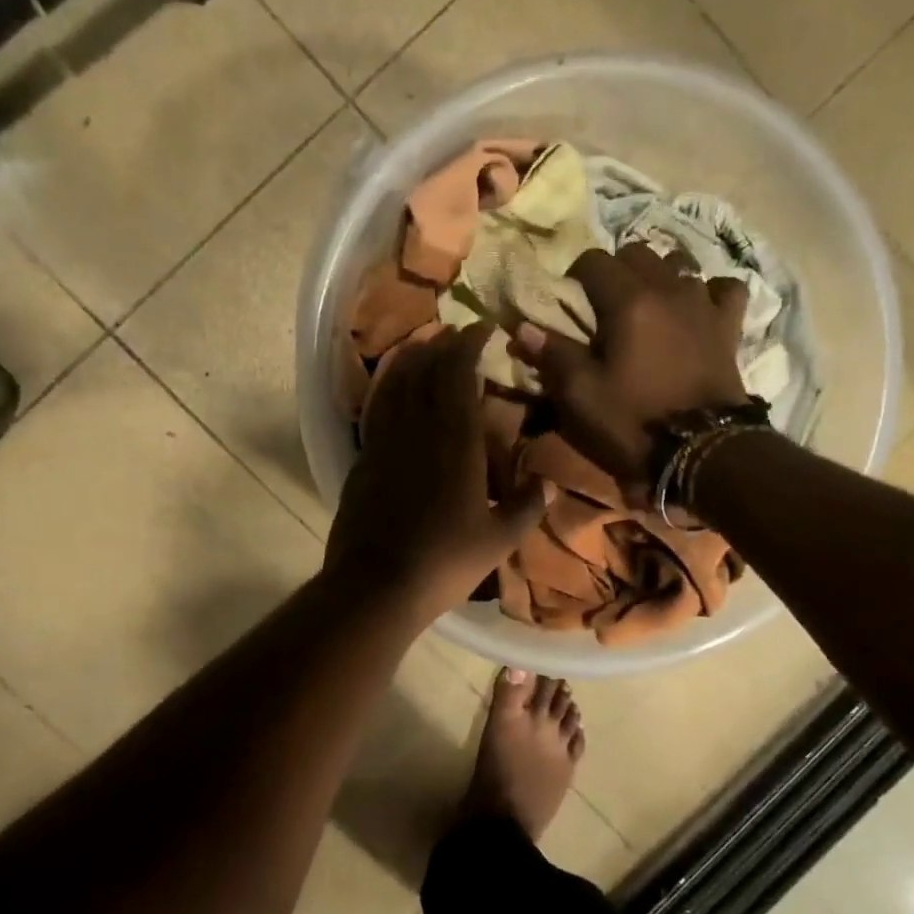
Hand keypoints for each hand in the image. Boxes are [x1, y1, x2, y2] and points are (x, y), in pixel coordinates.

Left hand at [325, 323, 548, 622]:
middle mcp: (418, 430)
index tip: (483, 329)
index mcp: (456, 442)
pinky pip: (376, 409)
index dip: (469, 345)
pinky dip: (387, 388)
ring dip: (411, 358)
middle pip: (426, 370)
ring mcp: (385, 442)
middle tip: (457, 334)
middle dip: (442, 345)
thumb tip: (549, 483)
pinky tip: (393, 388)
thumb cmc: (445, 562)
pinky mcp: (363, 459)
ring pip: (396, 384)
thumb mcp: (499, 539)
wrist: (377, 584)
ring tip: (424, 346)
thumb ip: (527, 507)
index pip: (459, 375)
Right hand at [510, 243, 749, 497]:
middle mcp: (668, 288)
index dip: (575, 276)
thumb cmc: (634, 421)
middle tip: (604, 305)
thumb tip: (523, 327)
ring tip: (648, 305)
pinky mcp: (729, 326)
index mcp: (628, 300)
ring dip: (659, 276)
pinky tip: (697, 309)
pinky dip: (709, 292)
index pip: (594, 261)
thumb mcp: (582, 396)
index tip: (569, 302)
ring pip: (679, 264)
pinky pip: (724, 289)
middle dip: (616, 270)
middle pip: (637, 253)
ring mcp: (703, 304)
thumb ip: (554, 355)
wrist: (702, 450)